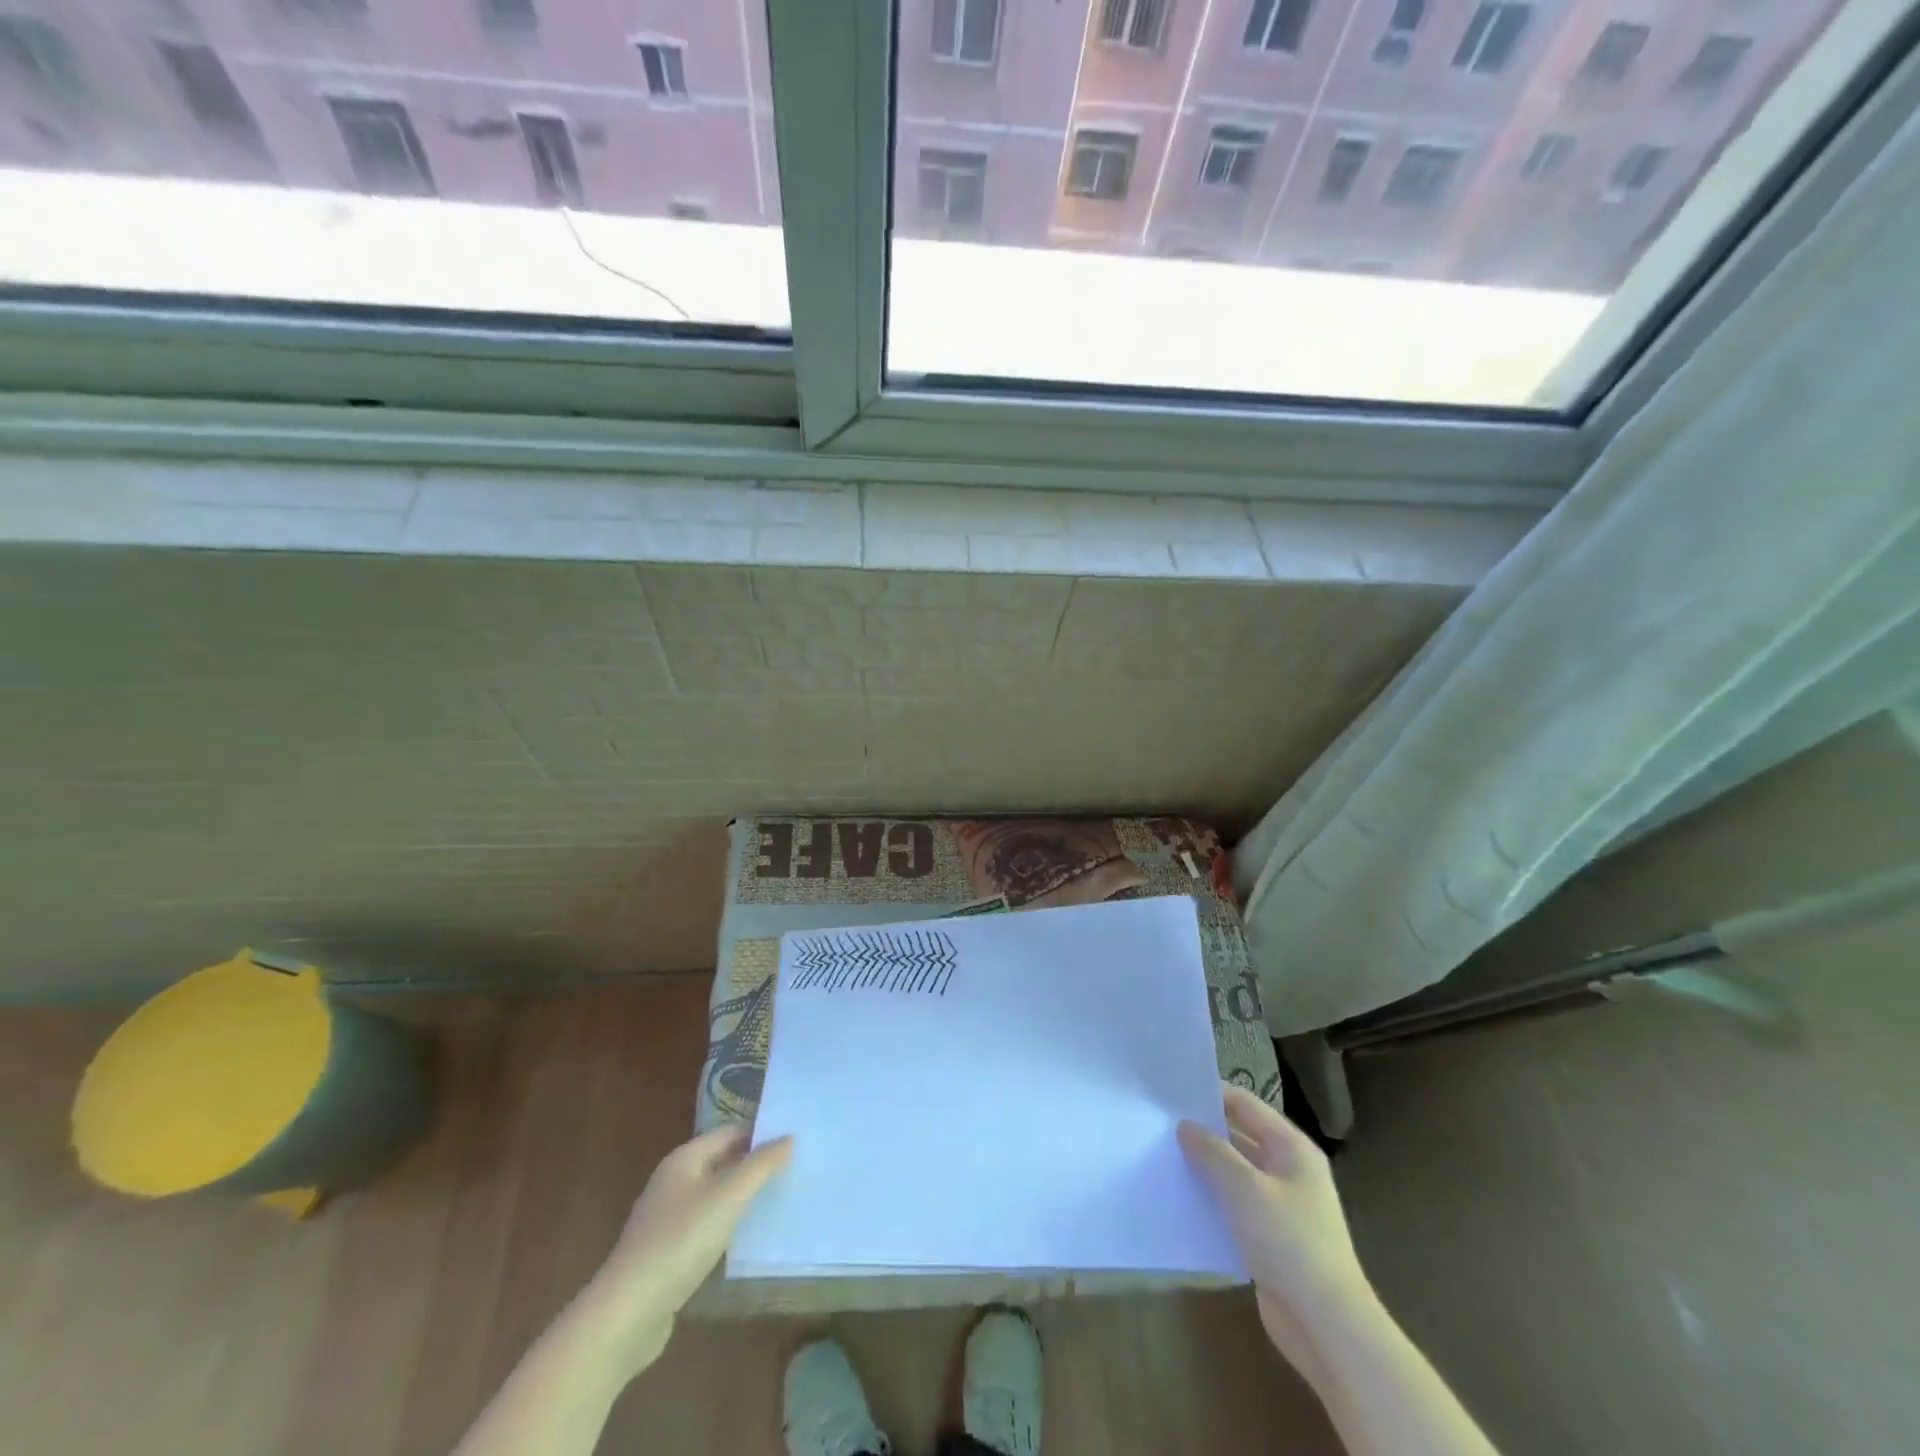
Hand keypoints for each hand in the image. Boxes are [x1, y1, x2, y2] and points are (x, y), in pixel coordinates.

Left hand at [581, 1124, 792, 1373]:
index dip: (761, 1134)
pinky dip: (728, 1225)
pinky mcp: (667, 1252)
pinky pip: (706, 1226)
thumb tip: (788, 1137)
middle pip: (722, 1161)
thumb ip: (760, 1166)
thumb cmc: (679, 1243)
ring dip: (743, 1196)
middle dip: (755, 1165)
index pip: (730, 1132)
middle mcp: (674, 1181)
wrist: (626, 1315)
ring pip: (715, 1195)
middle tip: (795, 1169)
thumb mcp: (727, 1198)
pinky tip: (748, 1238)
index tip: (795, 1142)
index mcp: (684, 1159)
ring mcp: (668, 1218)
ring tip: (780, 1200)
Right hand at [1179, 1086, 1375, 1379]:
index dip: (1210, 1095)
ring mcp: (1281, 1205)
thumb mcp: (1245, 1188)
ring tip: (1164, 1158)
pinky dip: (1212, 1200)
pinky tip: (1183, 1200)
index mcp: (1291, 1147)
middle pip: (1240, 1136)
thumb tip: (1186, 1126)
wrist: (1326, 1325)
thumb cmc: (1289, 1242)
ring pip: (1235, 1173)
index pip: (1245, 1104)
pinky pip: (1235, 1206)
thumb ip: (1212, 1151)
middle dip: (1203, 1132)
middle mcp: (1289, 1169)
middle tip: (1160, 1126)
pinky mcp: (1270, 1237)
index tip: (1171, 1095)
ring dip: (1205, 1168)